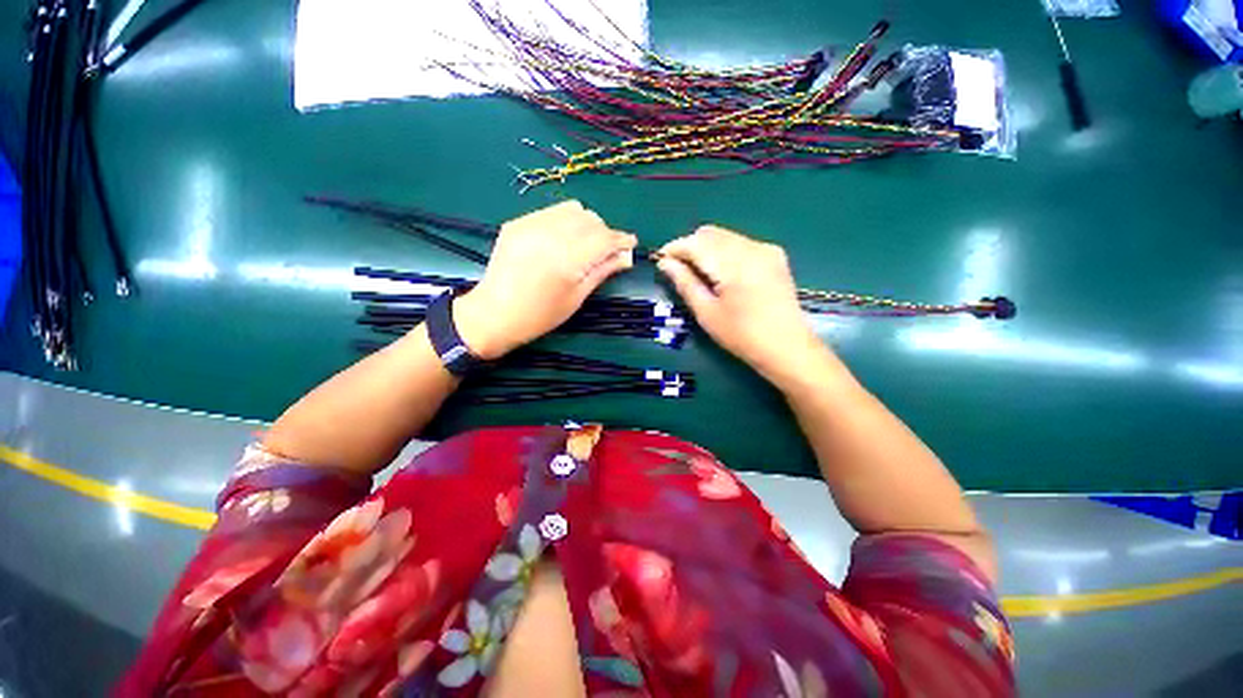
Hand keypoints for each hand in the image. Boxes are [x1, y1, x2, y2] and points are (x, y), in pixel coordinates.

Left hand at [454, 201, 636, 358]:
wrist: (495, 314)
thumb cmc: (541, 315)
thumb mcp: (577, 297)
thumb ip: (602, 271)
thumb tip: (626, 256)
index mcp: (567, 260)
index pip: (604, 239)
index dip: (621, 239)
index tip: (630, 243)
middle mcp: (550, 235)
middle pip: (590, 220)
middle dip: (604, 232)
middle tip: (605, 251)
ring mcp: (530, 225)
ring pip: (572, 210)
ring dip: (586, 224)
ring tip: (583, 244)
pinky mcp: (517, 223)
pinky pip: (551, 212)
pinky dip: (564, 222)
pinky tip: (561, 241)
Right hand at [657, 225, 823, 380]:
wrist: (787, 347)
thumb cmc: (742, 336)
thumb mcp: (706, 312)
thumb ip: (684, 283)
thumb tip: (664, 263)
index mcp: (734, 264)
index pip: (695, 243)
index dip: (674, 249)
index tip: (661, 261)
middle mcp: (751, 247)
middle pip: (709, 233)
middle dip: (690, 247)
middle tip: (679, 271)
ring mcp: (765, 249)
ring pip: (724, 236)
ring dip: (706, 249)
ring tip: (700, 274)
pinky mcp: (774, 255)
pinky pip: (740, 243)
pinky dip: (724, 252)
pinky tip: (722, 274)